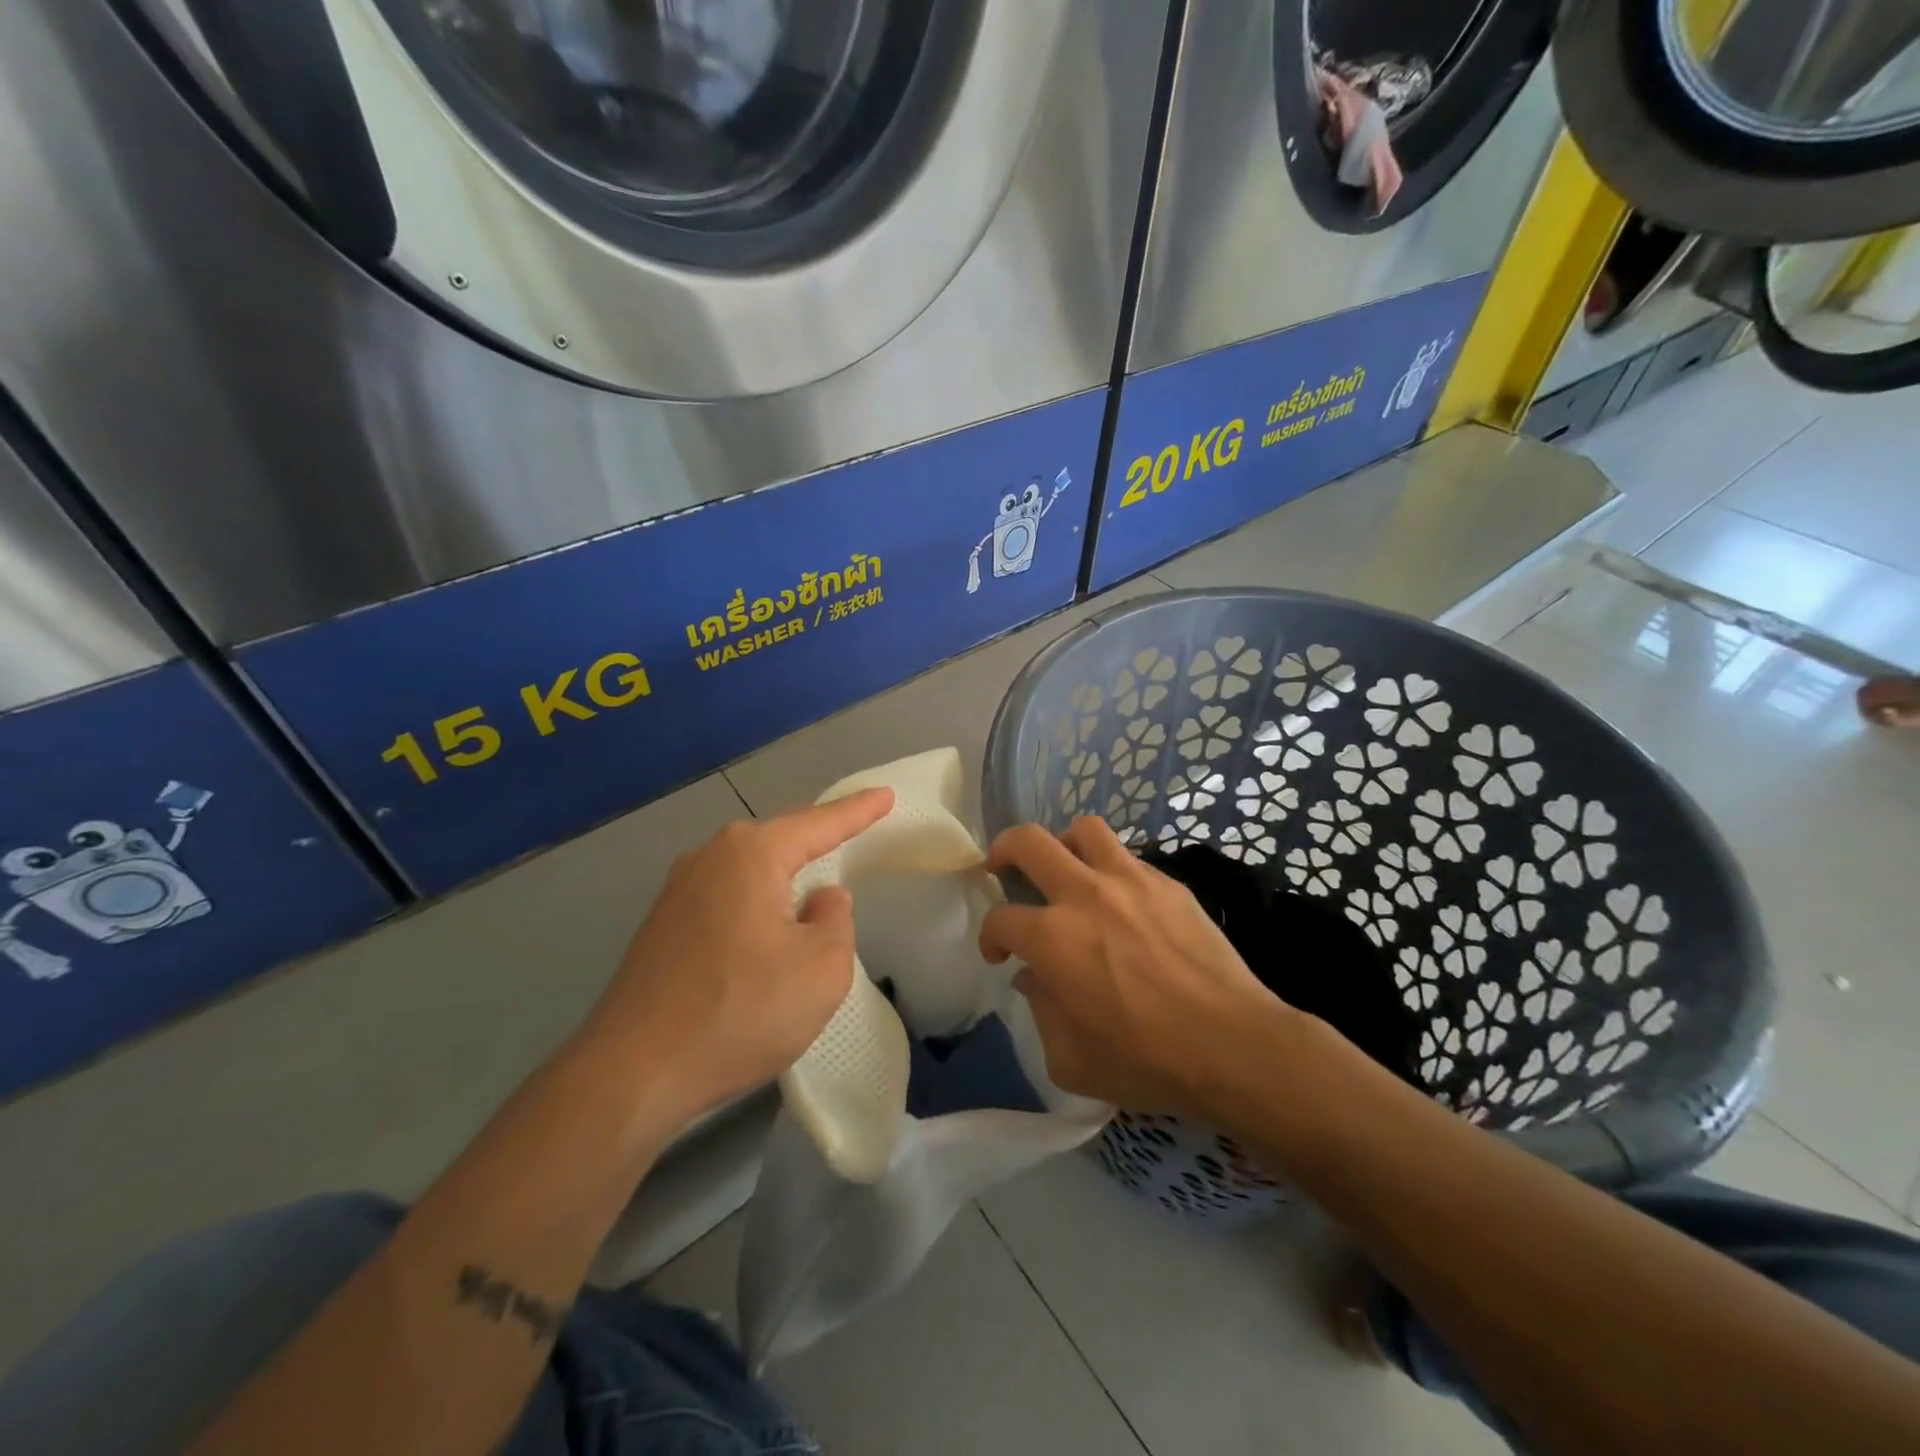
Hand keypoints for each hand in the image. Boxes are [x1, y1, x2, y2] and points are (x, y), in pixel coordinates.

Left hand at [582, 788, 893, 1128]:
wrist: (631, 1073)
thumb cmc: (739, 1011)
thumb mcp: (821, 968)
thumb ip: (836, 919)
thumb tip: (820, 899)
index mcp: (751, 855)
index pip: (819, 823)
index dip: (858, 810)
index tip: (886, 795)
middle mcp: (710, 857)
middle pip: (780, 838)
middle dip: (818, 835)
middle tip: (855, 829)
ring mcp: (678, 891)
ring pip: (750, 869)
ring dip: (785, 873)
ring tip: (814, 879)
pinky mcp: (663, 926)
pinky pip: (727, 895)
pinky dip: (757, 901)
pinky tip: (767, 925)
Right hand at [979, 817, 1290, 1116]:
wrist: (1232, 1046)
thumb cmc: (1146, 1061)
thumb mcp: (1071, 1060)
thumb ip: (1041, 1012)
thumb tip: (1036, 978)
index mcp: (1053, 938)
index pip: (1001, 918)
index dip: (991, 935)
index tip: (1000, 954)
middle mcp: (1085, 895)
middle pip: (1029, 842)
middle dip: (1005, 851)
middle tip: (1004, 869)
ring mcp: (1131, 881)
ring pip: (1084, 830)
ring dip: (1064, 844)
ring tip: (1066, 868)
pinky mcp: (1169, 885)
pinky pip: (1129, 859)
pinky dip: (1112, 872)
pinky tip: (1121, 902)